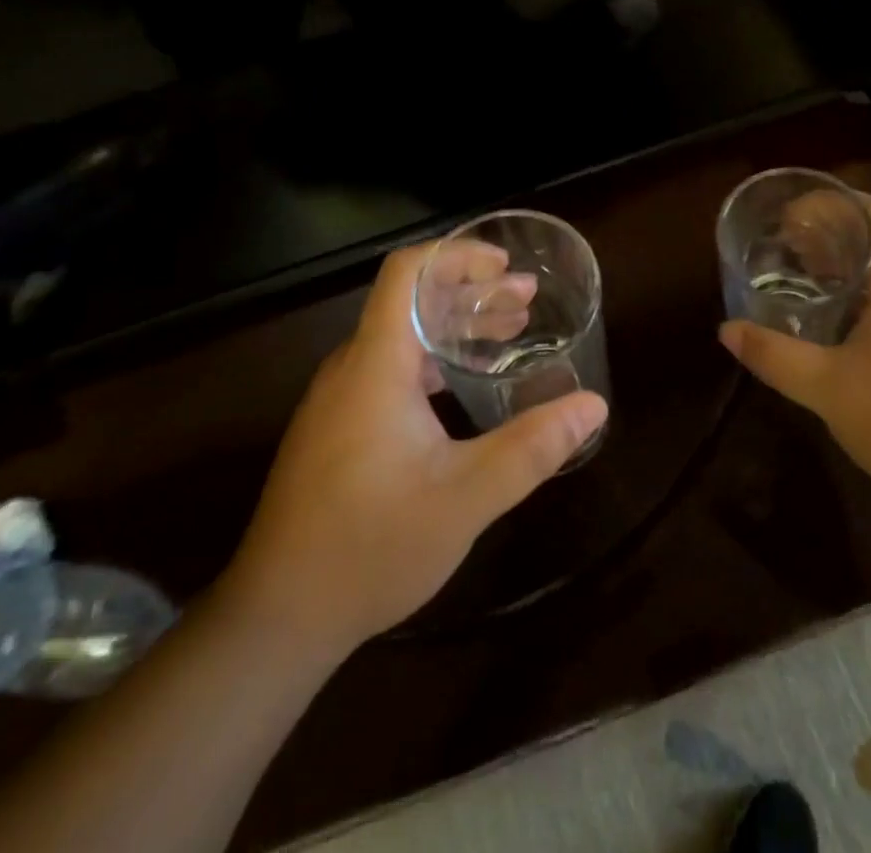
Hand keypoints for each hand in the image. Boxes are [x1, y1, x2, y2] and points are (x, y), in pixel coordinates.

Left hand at [226, 242, 606, 654]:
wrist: (278, 616)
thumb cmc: (371, 547)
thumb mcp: (465, 498)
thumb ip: (532, 448)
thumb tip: (592, 405)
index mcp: (376, 364)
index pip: (407, 273)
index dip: (456, 255)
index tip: (504, 265)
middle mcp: (353, 367)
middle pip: (411, 301)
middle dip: (471, 291)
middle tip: (527, 299)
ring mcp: (340, 398)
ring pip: (403, 336)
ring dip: (456, 326)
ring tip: (512, 330)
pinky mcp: (337, 425)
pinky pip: (391, 367)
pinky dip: (435, 359)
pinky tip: (467, 382)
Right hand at [718, 196, 870, 524]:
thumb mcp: (828, 388)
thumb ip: (774, 356)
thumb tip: (727, 330)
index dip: (830, 202)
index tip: (789, 213)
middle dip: (828, 236)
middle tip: (782, 248)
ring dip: (845, 269)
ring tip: (801, 281)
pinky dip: (863, 298)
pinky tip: (837, 330)